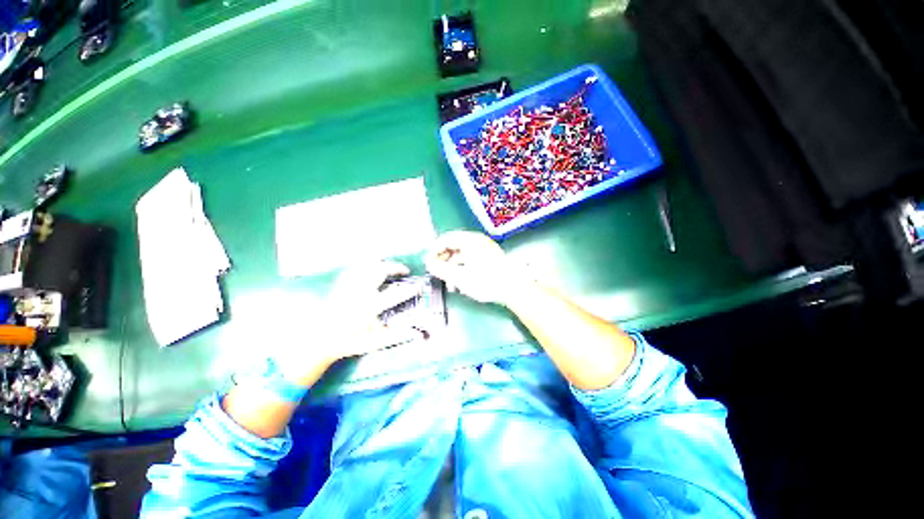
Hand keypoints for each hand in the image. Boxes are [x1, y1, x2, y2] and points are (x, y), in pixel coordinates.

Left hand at [281, 261, 420, 385]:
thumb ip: (397, 336)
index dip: (411, 288)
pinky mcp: (341, 284)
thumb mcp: (376, 341)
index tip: (419, 286)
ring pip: (368, 265)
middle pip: (381, 270)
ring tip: (390, 267)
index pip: (396, 293)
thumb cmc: (349, 341)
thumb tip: (418, 334)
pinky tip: (371, 268)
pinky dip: (366, 265)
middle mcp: (360, 292)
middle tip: (404, 270)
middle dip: (396, 267)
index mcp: (371, 306)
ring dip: (382, 264)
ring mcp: (349, 285)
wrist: (319, 340)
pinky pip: (356, 268)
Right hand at [424, 231, 529, 304]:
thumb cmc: (485, 281)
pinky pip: (471, 260)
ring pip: (462, 255)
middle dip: (444, 262)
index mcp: (469, 240)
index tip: (428, 264)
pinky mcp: (490, 258)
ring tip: (451, 284)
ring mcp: (485, 249)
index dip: (434, 251)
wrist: (514, 289)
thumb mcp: (459, 276)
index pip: (445, 239)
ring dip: (453, 269)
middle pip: (454, 247)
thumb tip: (428, 263)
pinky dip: (464, 270)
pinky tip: (462, 284)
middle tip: (438, 274)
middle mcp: (477, 240)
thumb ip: (440, 269)